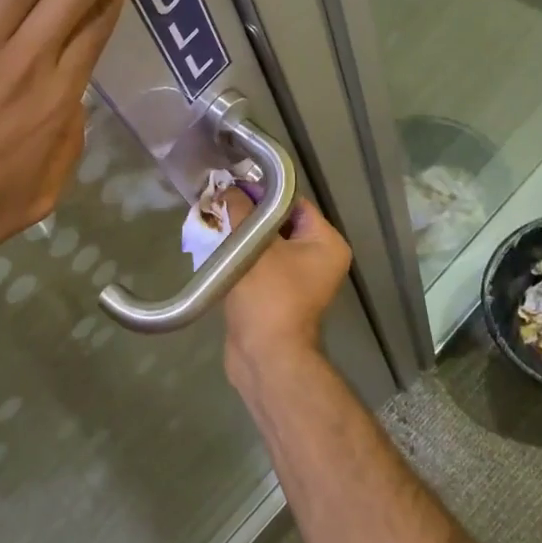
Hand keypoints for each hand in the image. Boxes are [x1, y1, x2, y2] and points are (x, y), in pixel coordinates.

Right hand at [220, 190, 350, 373]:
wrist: (264, 357)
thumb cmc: (268, 297)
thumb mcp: (253, 247)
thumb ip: (241, 213)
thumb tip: (228, 189)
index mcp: (326, 243)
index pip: (294, 203)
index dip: (263, 192)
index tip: (232, 186)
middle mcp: (320, 259)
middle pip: (280, 223)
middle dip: (248, 214)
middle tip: (219, 203)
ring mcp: (300, 280)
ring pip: (267, 245)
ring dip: (242, 236)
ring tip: (215, 224)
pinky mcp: (279, 295)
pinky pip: (261, 265)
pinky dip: (242, 257)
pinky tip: (218, 249)